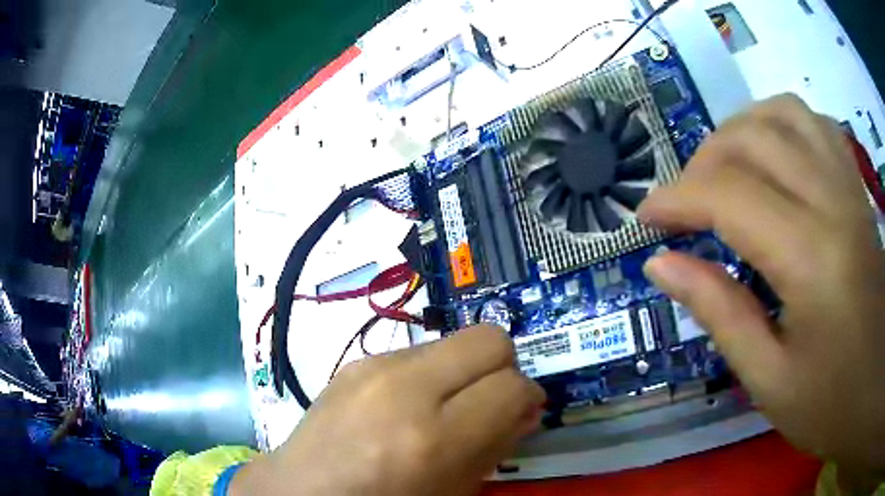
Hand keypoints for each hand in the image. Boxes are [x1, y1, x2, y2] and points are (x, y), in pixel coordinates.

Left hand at [231, 325, 544, 495]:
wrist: (301, 491)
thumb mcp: (451, 492)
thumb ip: (495, 446)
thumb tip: (526, 407)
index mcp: (431, 438)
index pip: (512, 386)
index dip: (527, 398)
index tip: (522, 413)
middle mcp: (403, 388)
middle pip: (488, 339)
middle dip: (502, 368)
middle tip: (491, 402)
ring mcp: (373, 366)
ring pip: (454, 341)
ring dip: (464, 371)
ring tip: (446, 408)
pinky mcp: (356, 360)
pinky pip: (418, 351)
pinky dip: (431, 374)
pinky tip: (410, 406)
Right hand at [638, 94, 884, 471]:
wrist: (871, 391)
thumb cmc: (828, 404)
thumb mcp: (767, 378)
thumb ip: (718, 313)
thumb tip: (660, 264)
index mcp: (812, 260)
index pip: (730, 197)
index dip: (677, 199)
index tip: (646, 218)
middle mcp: (833, 202)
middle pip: (753, 140)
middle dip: (702, 163)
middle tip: (685, 205)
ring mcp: (849, 186)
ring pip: (782, 113)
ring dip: (740, 131)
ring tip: (725, 171)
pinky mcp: (857, 186)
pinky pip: (814, 122)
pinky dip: (781, 124)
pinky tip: (773, 157)